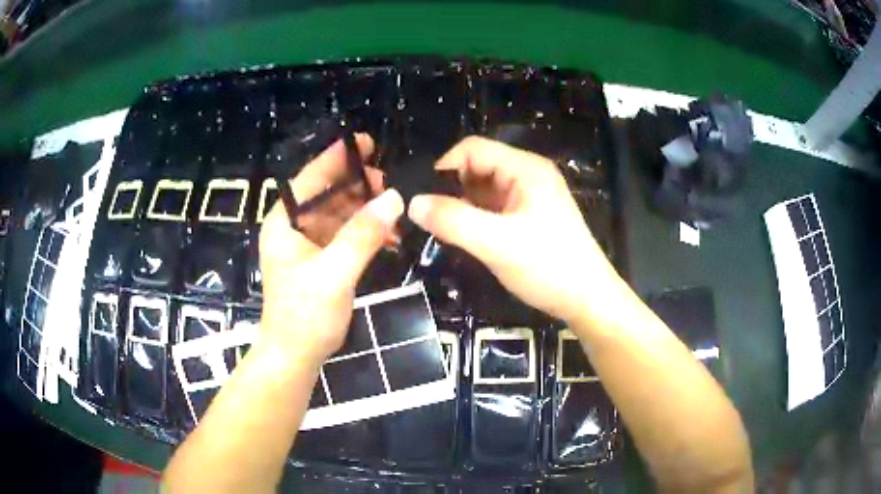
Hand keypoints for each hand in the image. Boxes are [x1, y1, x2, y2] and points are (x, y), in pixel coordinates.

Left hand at [259, 134, 403, 364]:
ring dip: (366, 211)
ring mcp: (306, 245)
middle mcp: (293, 228)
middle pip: (328, 194)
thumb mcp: (334, 273)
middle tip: (390, 185)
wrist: (295, 356)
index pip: (311, 179)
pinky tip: (388, 236)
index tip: (367, 142)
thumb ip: (363, 234)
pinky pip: (344, 236)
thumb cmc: (305, 316)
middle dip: (359, 186)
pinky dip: (365, 233)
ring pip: (339, 214)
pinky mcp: (319, 261)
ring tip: (395, 210)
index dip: (337, 158)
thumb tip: (394, 198)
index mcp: (285, 223)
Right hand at [407, 136, 613, 323]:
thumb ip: (453, 221)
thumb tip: (412, 203)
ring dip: (461, 205)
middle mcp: (528, 175)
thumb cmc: (548, 267)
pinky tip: (463, 236)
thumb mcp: (496, 244)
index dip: (443, 167)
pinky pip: (494, 208)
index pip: (472, 149)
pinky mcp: (530, 217)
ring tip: (439, 228)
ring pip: (484, 190)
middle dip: (451, 188)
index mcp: (525, 169)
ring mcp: (530, 197)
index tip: (421, 197)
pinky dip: (475, 217)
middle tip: (426, 217)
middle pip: (478, 167)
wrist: (588, 300)